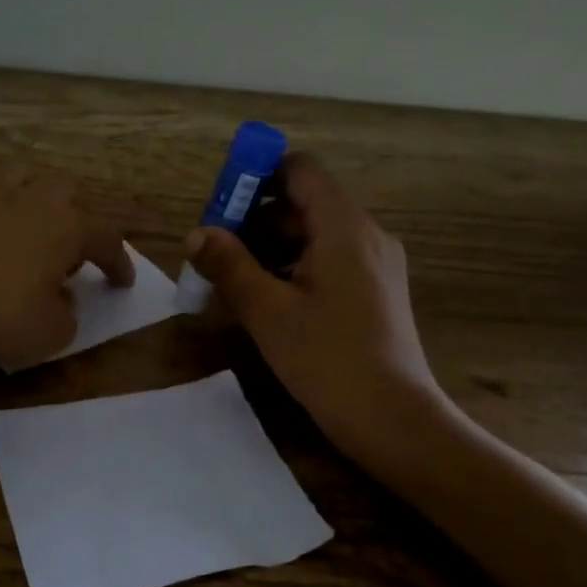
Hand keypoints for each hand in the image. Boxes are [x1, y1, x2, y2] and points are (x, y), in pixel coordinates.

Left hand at [0, 163, 133, 370]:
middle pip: (68, 192)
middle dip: (76, 219)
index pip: (107, 238)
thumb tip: (61, 298)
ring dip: (37, 196)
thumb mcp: (51, 334)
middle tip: (68, 254)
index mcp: (66, 227)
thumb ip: (68, 313)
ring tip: (31, 225)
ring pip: (25, 175)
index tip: (122, 282)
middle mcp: (33, 199)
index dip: (119, 262)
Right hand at [186, 153, 446, 446]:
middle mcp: (366, 234)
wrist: (390, 416)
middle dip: (256, 220)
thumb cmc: (326, 358)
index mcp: (343, 226)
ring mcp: (376, 263)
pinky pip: (330, 261)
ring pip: (315, 235)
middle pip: (304, 204)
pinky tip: (269, 302)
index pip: (299, 170)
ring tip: (234, 282)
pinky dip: (295, 268)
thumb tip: (195, 233)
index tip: (221, 205)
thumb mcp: (266, 311)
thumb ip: (229, 265)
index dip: (256, 176)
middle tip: (216, 252)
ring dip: (271, 248)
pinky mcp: (377, 291)